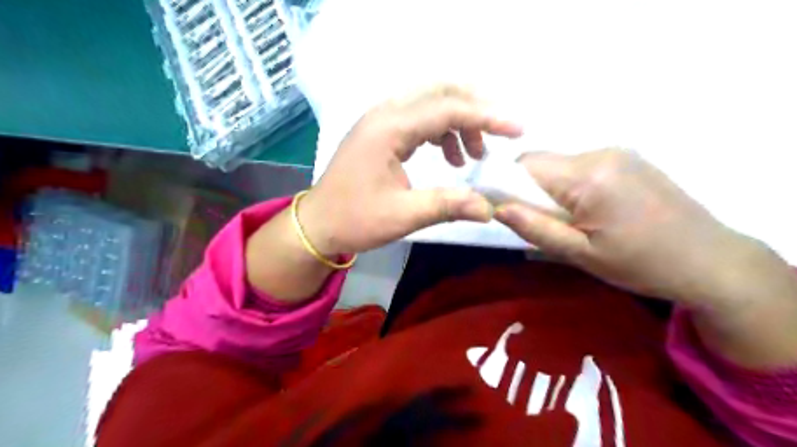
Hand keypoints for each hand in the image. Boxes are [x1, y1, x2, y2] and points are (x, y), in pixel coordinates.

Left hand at [298, 85, 523, 256]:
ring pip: (430, 101)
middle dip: (474, 107)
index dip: (486, 117)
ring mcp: (380, 120)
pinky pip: (419, 117)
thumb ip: (448, 205)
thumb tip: (489, 208)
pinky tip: (450, 157)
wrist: (318, 224)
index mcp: (388, 129)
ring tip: (471, 157)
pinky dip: (441, 131)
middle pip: (439, 90)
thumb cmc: (355, 219)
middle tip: (497, 135)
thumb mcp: (403, 215)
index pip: (447, 109)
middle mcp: (384, 114)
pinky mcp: (381, 131)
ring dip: (458, 121)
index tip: (517, 130)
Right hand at [494, 149, 757, 305]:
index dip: (507, 184)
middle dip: (529, 188)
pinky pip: (581, 165)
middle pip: (541, 162)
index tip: (507, 210)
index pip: (525, 166)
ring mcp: (617, 152)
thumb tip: (497, 207)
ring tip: (571, 219)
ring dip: (551, 187)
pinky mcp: (627, 157)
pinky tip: (591, 208)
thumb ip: (535, 228)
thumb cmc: (640, 263)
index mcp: (588, 177)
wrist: (709, 259)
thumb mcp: (580, 254)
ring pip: (560, 163)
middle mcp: (600, 153)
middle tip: (544, 221)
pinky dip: (571, 183)